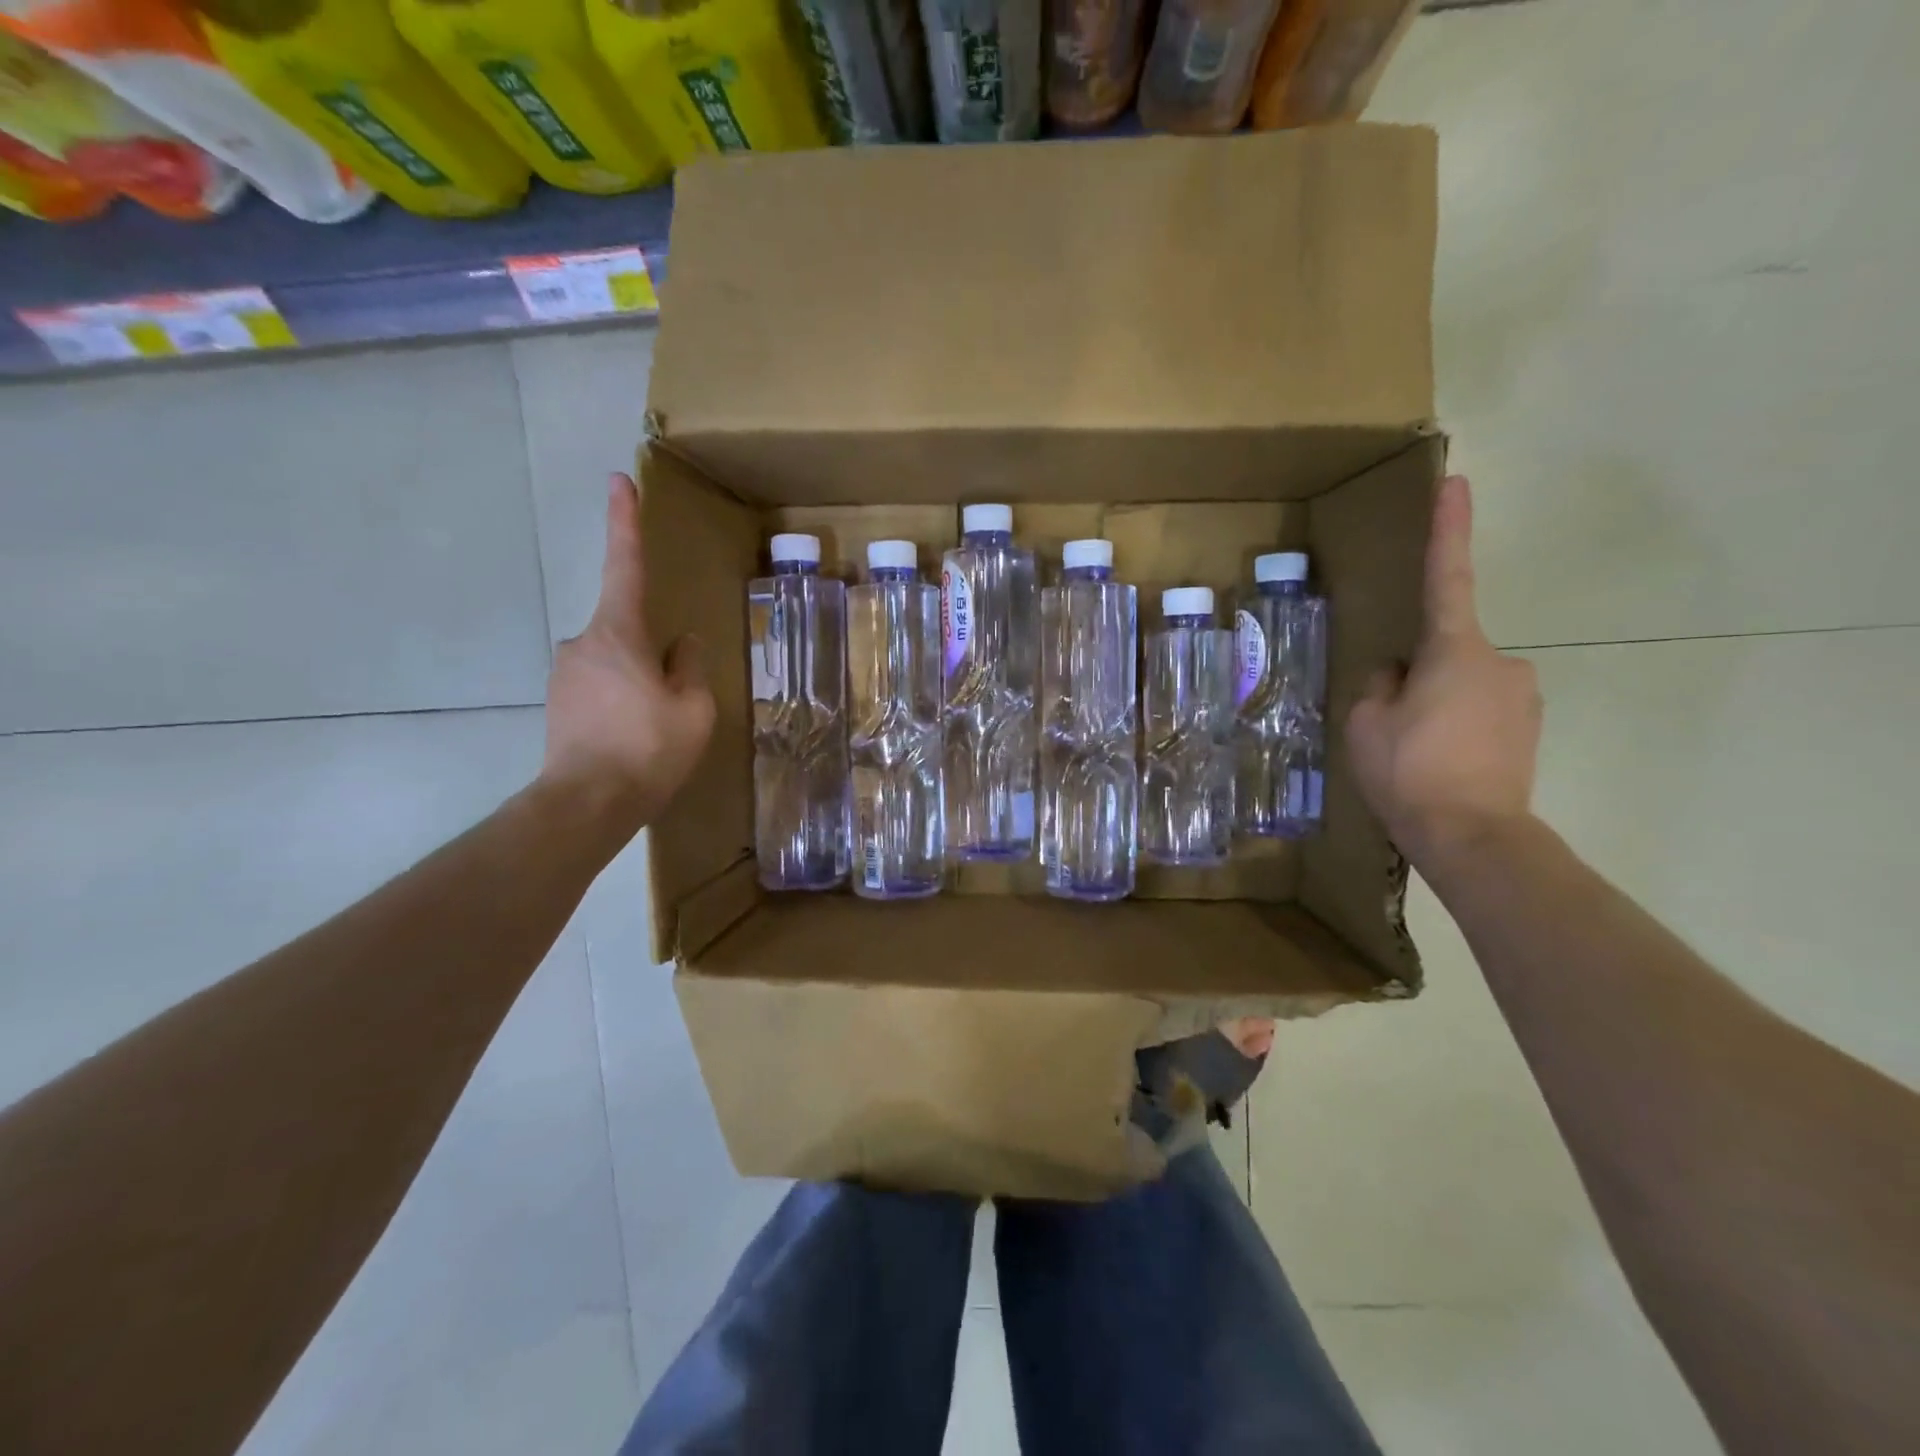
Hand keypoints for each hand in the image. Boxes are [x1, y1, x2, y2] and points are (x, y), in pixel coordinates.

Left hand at [540, 473, 714, 833]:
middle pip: (627, 631)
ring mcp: (563, 674)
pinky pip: (598, 689)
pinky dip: (619, 704)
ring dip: (637, 685)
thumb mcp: (693, 707)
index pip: (626, 565)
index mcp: (619, 633)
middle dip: (652, 656)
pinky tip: (631, 741)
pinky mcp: (556, 703)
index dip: (625, 521)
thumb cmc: (648, 749)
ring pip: (614, 664)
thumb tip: (682, 645)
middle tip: (673, 704)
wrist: (585, 804)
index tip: (618, 480)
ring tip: (654, 732)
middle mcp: (582, 642)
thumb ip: (690, 666)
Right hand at [1346, 474, 1541, 869]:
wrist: (1473, 837)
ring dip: (1435, 705)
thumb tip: (1397, 673)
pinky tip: (1439, 764)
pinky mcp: (1529, 729)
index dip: (1448, 529)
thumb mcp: (1365, 723)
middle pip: (1444, 651)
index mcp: (1454, 651)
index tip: (1457, 482)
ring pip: (1460, 685)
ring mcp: (1521, 696)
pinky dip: (1454, 728)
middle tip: (1391, 725)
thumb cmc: (1409, 771)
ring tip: (1414, 753)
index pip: (1446, 577)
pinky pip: (1479, 712)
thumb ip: (1379, 684)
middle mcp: (1500, 662)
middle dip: (1416, 676)